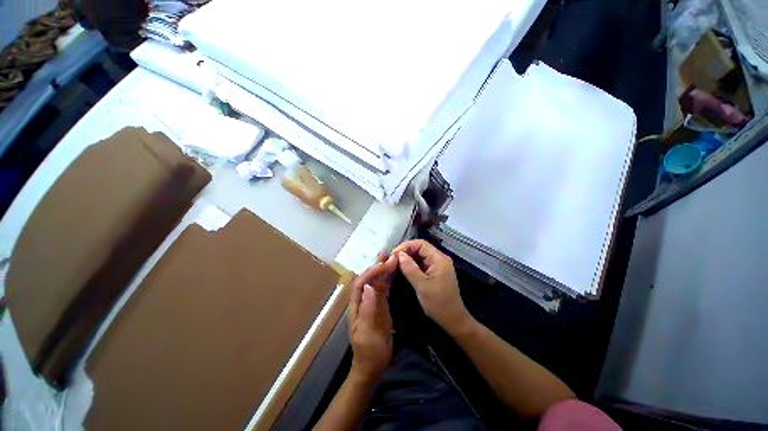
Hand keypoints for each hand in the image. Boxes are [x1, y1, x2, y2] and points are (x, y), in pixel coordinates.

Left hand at [348, 254, 396, 381]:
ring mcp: (373, 302)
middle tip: (390, 255)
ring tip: (392, 258)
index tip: (384, 265)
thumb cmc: (368, 351)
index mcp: (357, 306)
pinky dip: (389, 279)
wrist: (372, 366)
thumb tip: (370, 287)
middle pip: (369, 279)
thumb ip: (368, 309)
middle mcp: (363, 300)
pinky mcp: (381, 306)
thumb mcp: (368, 333)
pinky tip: (394, 272)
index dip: (371, 272)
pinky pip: (384, 289)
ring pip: (377, 281)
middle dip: (378, 266)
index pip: (361, 283)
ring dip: (384, 269)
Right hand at [393, 240, 471, 334]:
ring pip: (420, 255)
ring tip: (395, 263)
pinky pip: (422, 263)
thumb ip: (409, 268)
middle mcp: (439, 259)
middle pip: (420, 248)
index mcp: (439, 259)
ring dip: (408, 258)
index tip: (394, 254)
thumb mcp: (421, 285)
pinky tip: (403, 268)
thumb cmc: (438, 303)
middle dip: (406, 251)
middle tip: (392, 259)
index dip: (406, 246)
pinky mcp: (435, 272)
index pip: (421, 244)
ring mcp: (438, 265)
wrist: (453, 320)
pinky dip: (412, 264)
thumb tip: (398, 254)